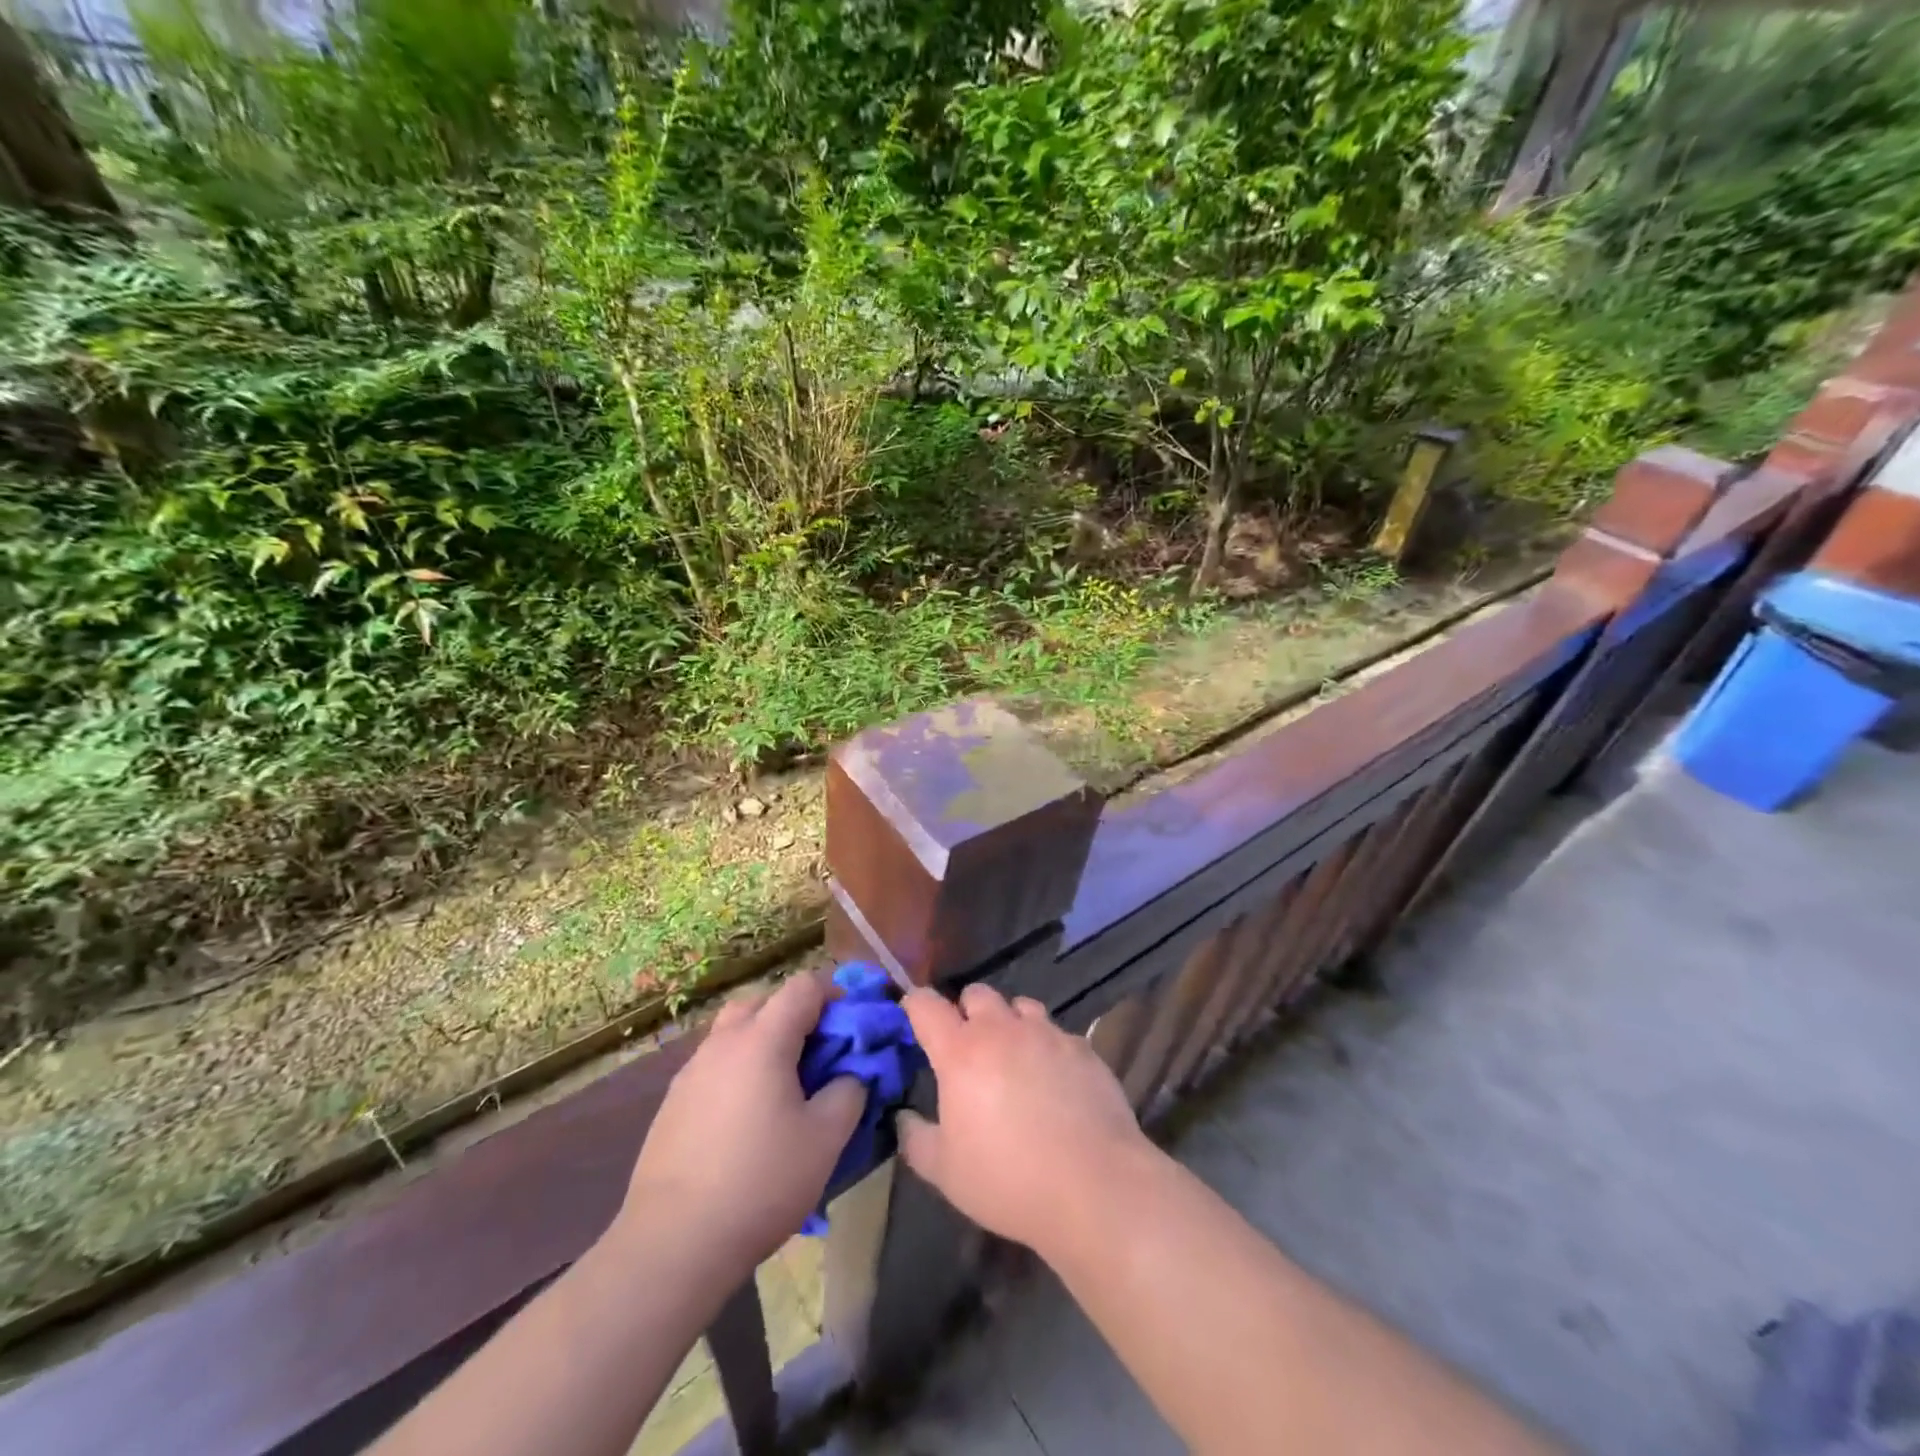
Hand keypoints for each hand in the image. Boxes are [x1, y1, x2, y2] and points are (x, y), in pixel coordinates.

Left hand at [619, 972, 863, 1272]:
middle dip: (796, 1013)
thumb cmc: (761, 1182)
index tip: (851, 1023)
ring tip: (784, 1084)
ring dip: (764, 1039)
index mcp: (763, 1039)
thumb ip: (850, 1090)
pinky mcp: (673, 1102)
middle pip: (763, 1000)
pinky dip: (738, 1068)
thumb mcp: (826, 1139)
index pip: (803, 986)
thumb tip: (852, 1072)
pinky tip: (747, 1115)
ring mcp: (692, 1071)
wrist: (673, 1243)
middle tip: (818, 1051)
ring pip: (734, 1031)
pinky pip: (715, 1063)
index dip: (833, 994)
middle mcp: (723, 1042)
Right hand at [898, 983, 1152, 1258]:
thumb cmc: (1008, 1179)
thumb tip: (904, 1117)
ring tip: (1014, 1058)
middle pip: (977, 993)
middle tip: (967, 1047)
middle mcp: (1003, 1030)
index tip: (912, 1016)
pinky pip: (1057, 1033)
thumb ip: (916, 1138)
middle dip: (966, 1011)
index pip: (926, 1005)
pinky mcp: (1083, 1048)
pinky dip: (1047, 1047)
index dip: (915, 1005)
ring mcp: (1047, 1034)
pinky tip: (1055, 1082)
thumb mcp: (945, 1172)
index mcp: (961, 1052)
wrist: (1094, 1186)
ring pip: (1021, 1006)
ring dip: (1010, 1023)